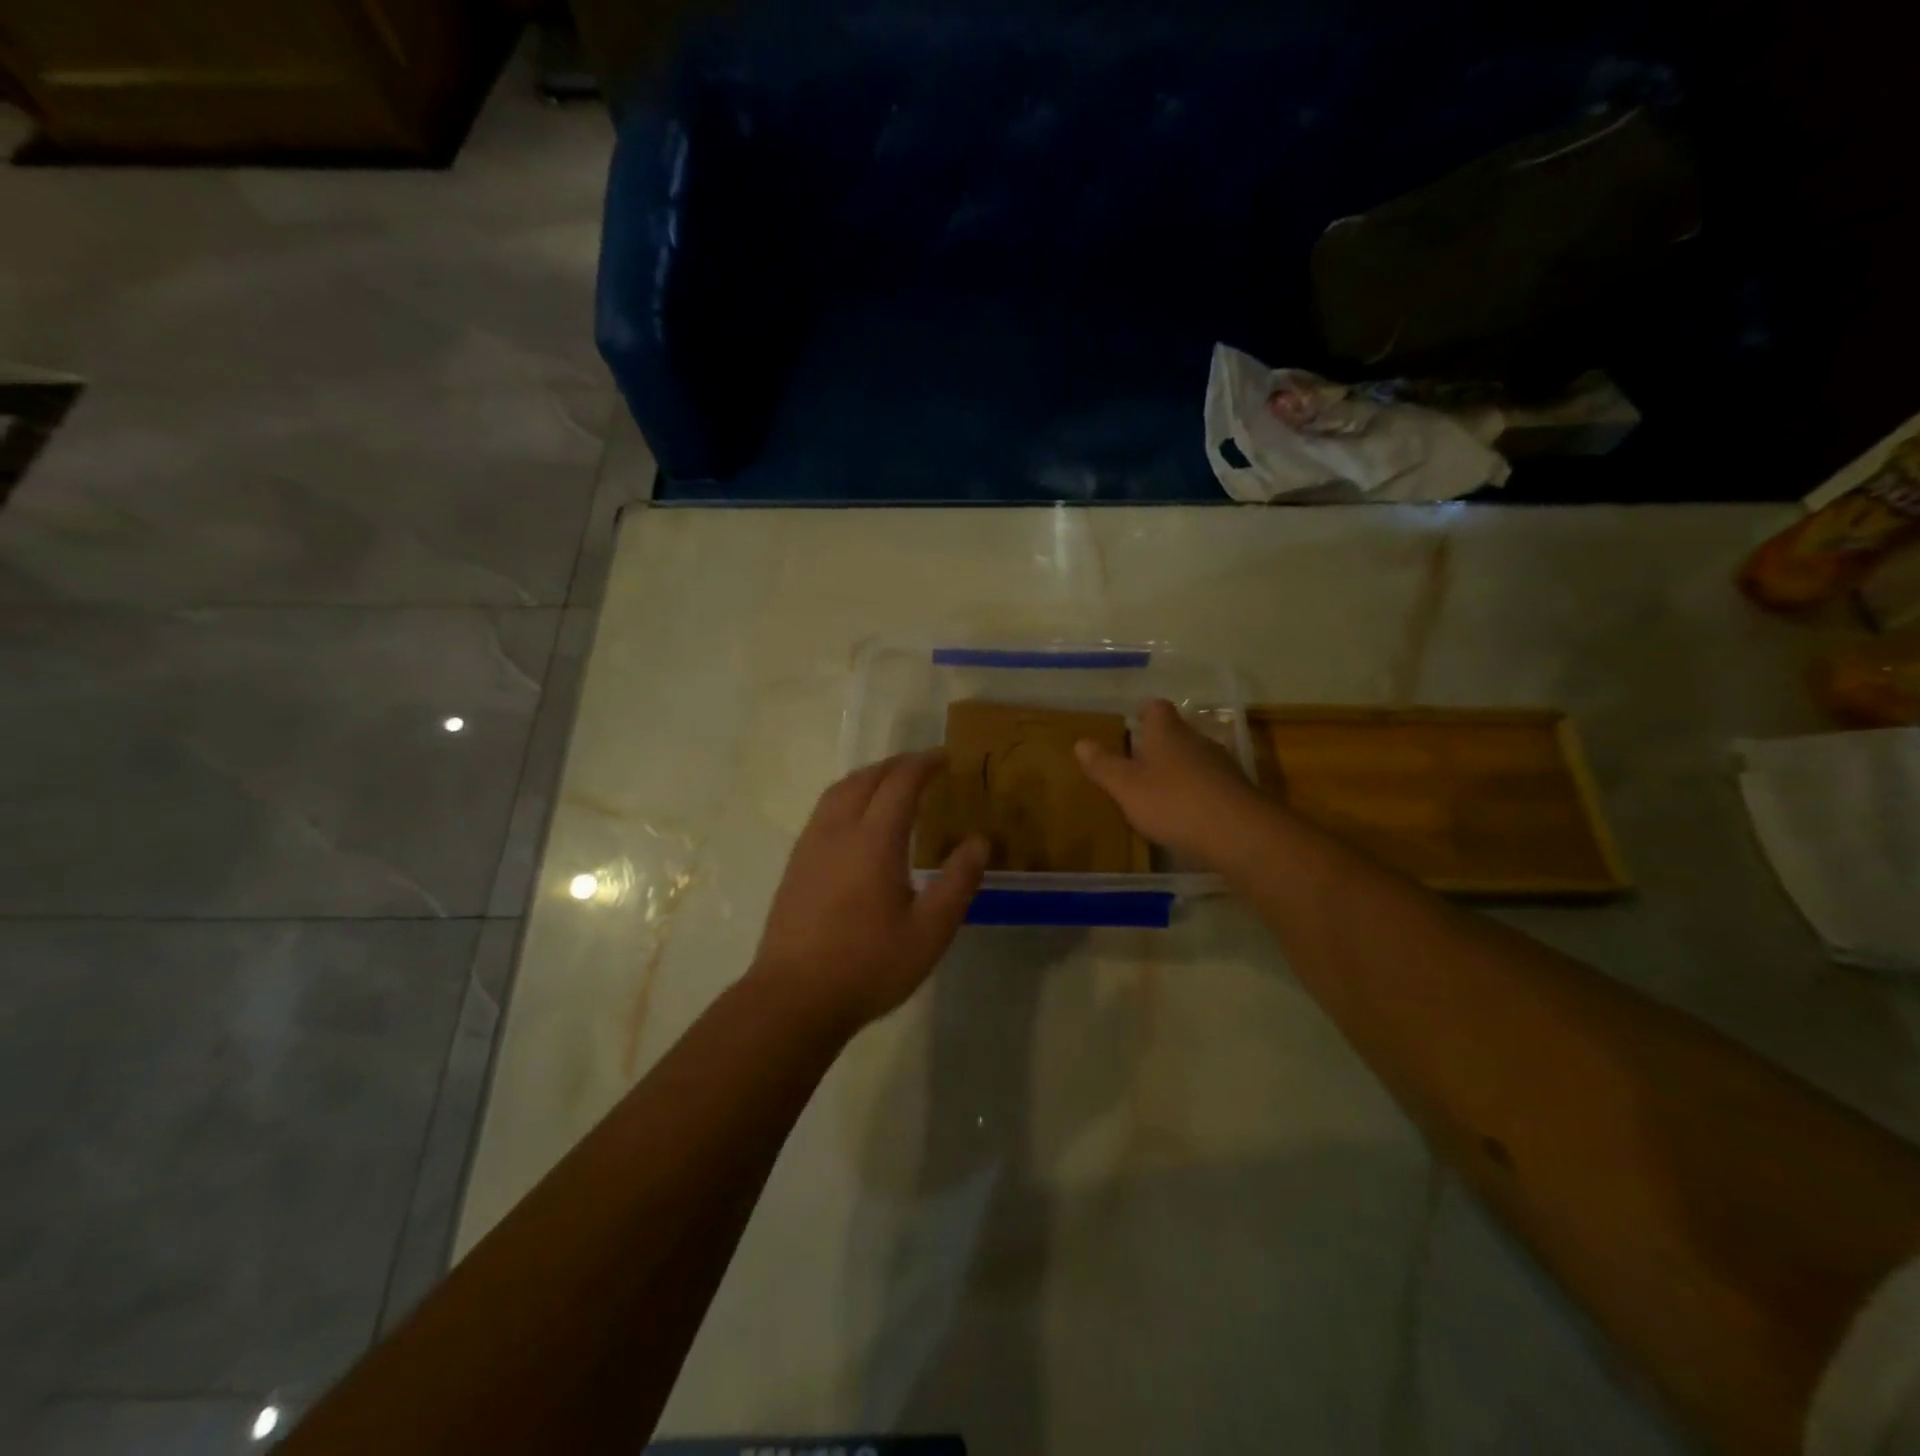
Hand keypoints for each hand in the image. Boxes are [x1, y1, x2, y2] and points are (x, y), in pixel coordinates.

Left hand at [753, 752, 987, 1031]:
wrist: (794, 998)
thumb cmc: (869, 965)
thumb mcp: (929, 931)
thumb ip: (958, 882)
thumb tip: (980, 841)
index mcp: (874, 840)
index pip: (900, 783)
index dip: (924, 764)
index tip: (946, 757)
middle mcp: (838, 831)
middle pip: (866, 778)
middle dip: (896, 765)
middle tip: (923, 767)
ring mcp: (810, 846)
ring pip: (839, 791)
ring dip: (868, 777)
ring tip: (891, 784)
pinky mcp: (795, 864)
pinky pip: (824, 811)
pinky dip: (848, 797)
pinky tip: (857, 821)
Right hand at [1075, 698, 1267, 866]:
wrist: (1238, 833)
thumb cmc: (1173, 802)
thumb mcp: (1126, 787)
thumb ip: (1103, 766)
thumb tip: (1080, 742)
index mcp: (1168, 733)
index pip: (1156, 708)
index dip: (1143, 713)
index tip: (1132, 723)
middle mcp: (1197, 741)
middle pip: (1177, 733)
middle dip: (1159, 744)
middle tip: (1137, 761)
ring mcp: (1222, 765)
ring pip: (1195, 758)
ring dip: (1180, 769)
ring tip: (1160, 789)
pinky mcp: (1237, 792)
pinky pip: (1211, 784)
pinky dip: (1197, 792)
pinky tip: (1187, 813)